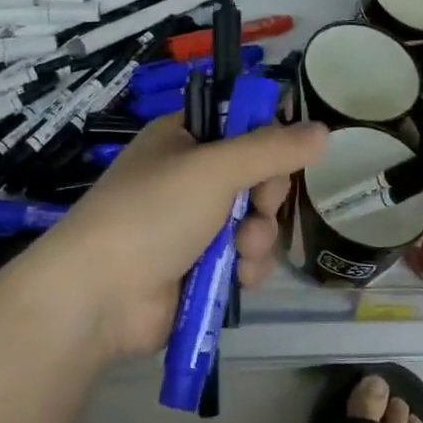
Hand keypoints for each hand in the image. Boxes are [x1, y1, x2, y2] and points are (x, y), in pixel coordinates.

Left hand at [29, 115, 328, 360]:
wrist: (98, 297)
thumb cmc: (153, 213)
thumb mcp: (215, 169)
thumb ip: (272, 149)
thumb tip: (324, 131)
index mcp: (182, 139)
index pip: (241, 125)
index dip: (267, 141)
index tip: (279, 157)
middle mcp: (188, 178)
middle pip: (255, 176)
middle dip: (264, 198)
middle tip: (256, 208)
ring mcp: (191, 226)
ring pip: (253, 221)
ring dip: (258, 238)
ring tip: (242, 253)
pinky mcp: (197, 268)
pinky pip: (243, 258)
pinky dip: (248, 267)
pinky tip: (240, 278)